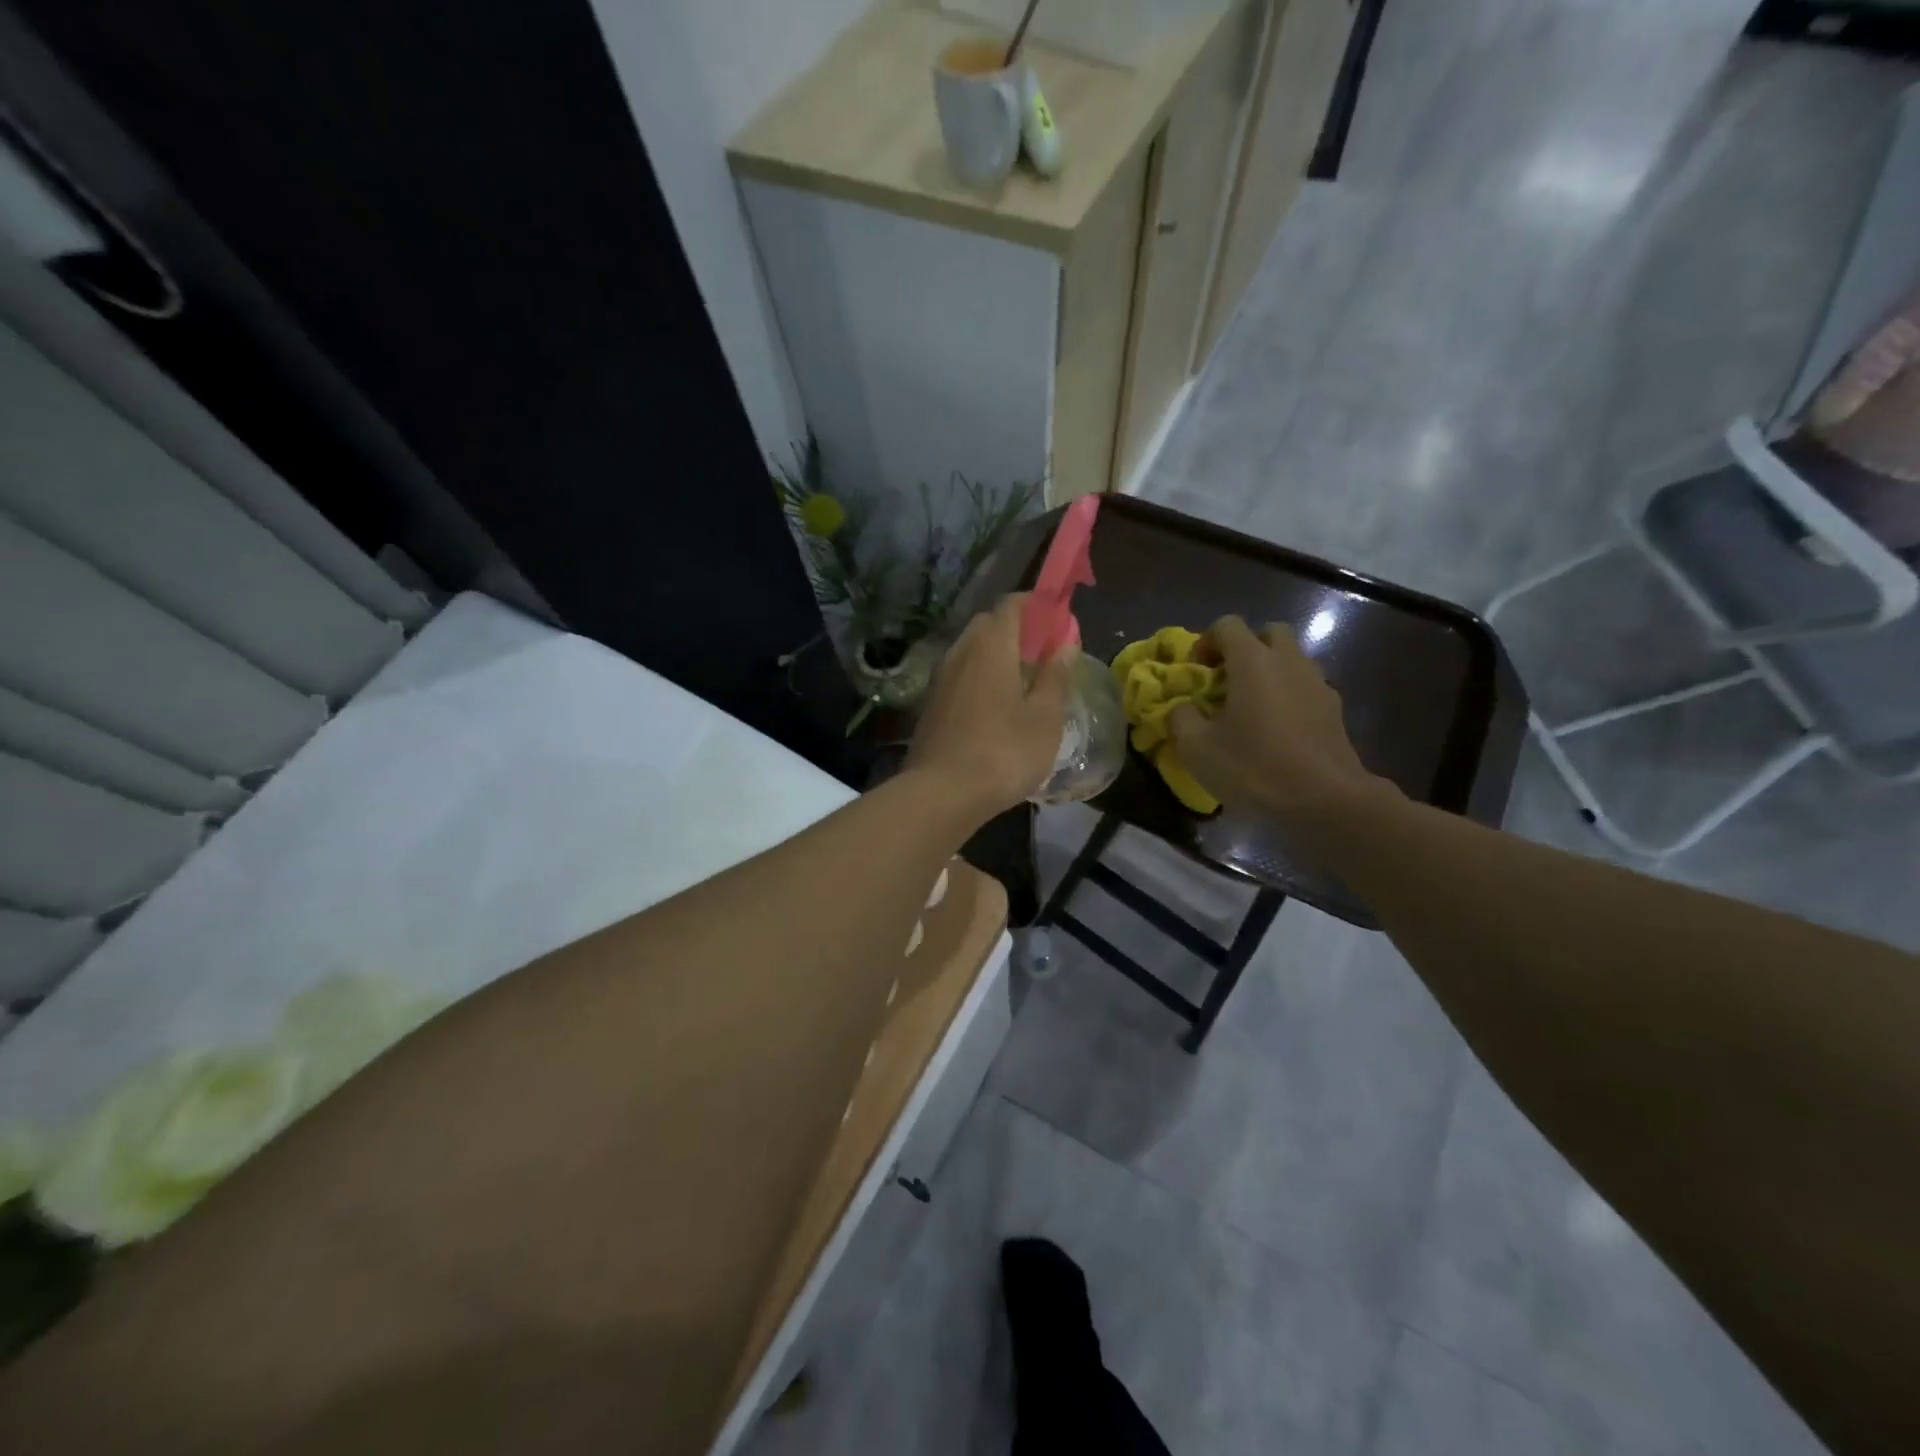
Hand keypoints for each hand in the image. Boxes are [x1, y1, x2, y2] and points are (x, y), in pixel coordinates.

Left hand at [907, 594, 1070, 819]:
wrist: (942, 793)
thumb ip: (1056, 674)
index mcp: (991, 645)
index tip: (1061, 621)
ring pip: (973, 650)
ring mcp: (941, 678)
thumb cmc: (1004, 752)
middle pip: (990, 624)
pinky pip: (962, 675)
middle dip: (1019, 630)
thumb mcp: (1045, 716)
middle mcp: (961, 651)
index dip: (1039, 605)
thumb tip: (1066, 640)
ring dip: (999, 656)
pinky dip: (982, 678)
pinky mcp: (932, 704)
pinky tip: (998, 708)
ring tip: (1026, 684)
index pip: (1013, 604)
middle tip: (1046, 655)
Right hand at [1167, 616, 1384, 821]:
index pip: (1228, 625)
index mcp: (1253, 661)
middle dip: (1245, 649)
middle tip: (1228, 681)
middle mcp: (1289, 661)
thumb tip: (1184, 708)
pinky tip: (1278, 730)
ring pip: (1291, 659)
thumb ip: (1181, 718)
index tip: (1197, 672)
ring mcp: (1317, 683)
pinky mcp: (1335, 709)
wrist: (1324, 800)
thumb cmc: (1254, 767)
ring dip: (1270, 672)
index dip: (1206, 642)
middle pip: (1268, 633)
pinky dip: (1289, 696)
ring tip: (1252, 708)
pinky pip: (1306, 687)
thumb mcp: (1196, 748)